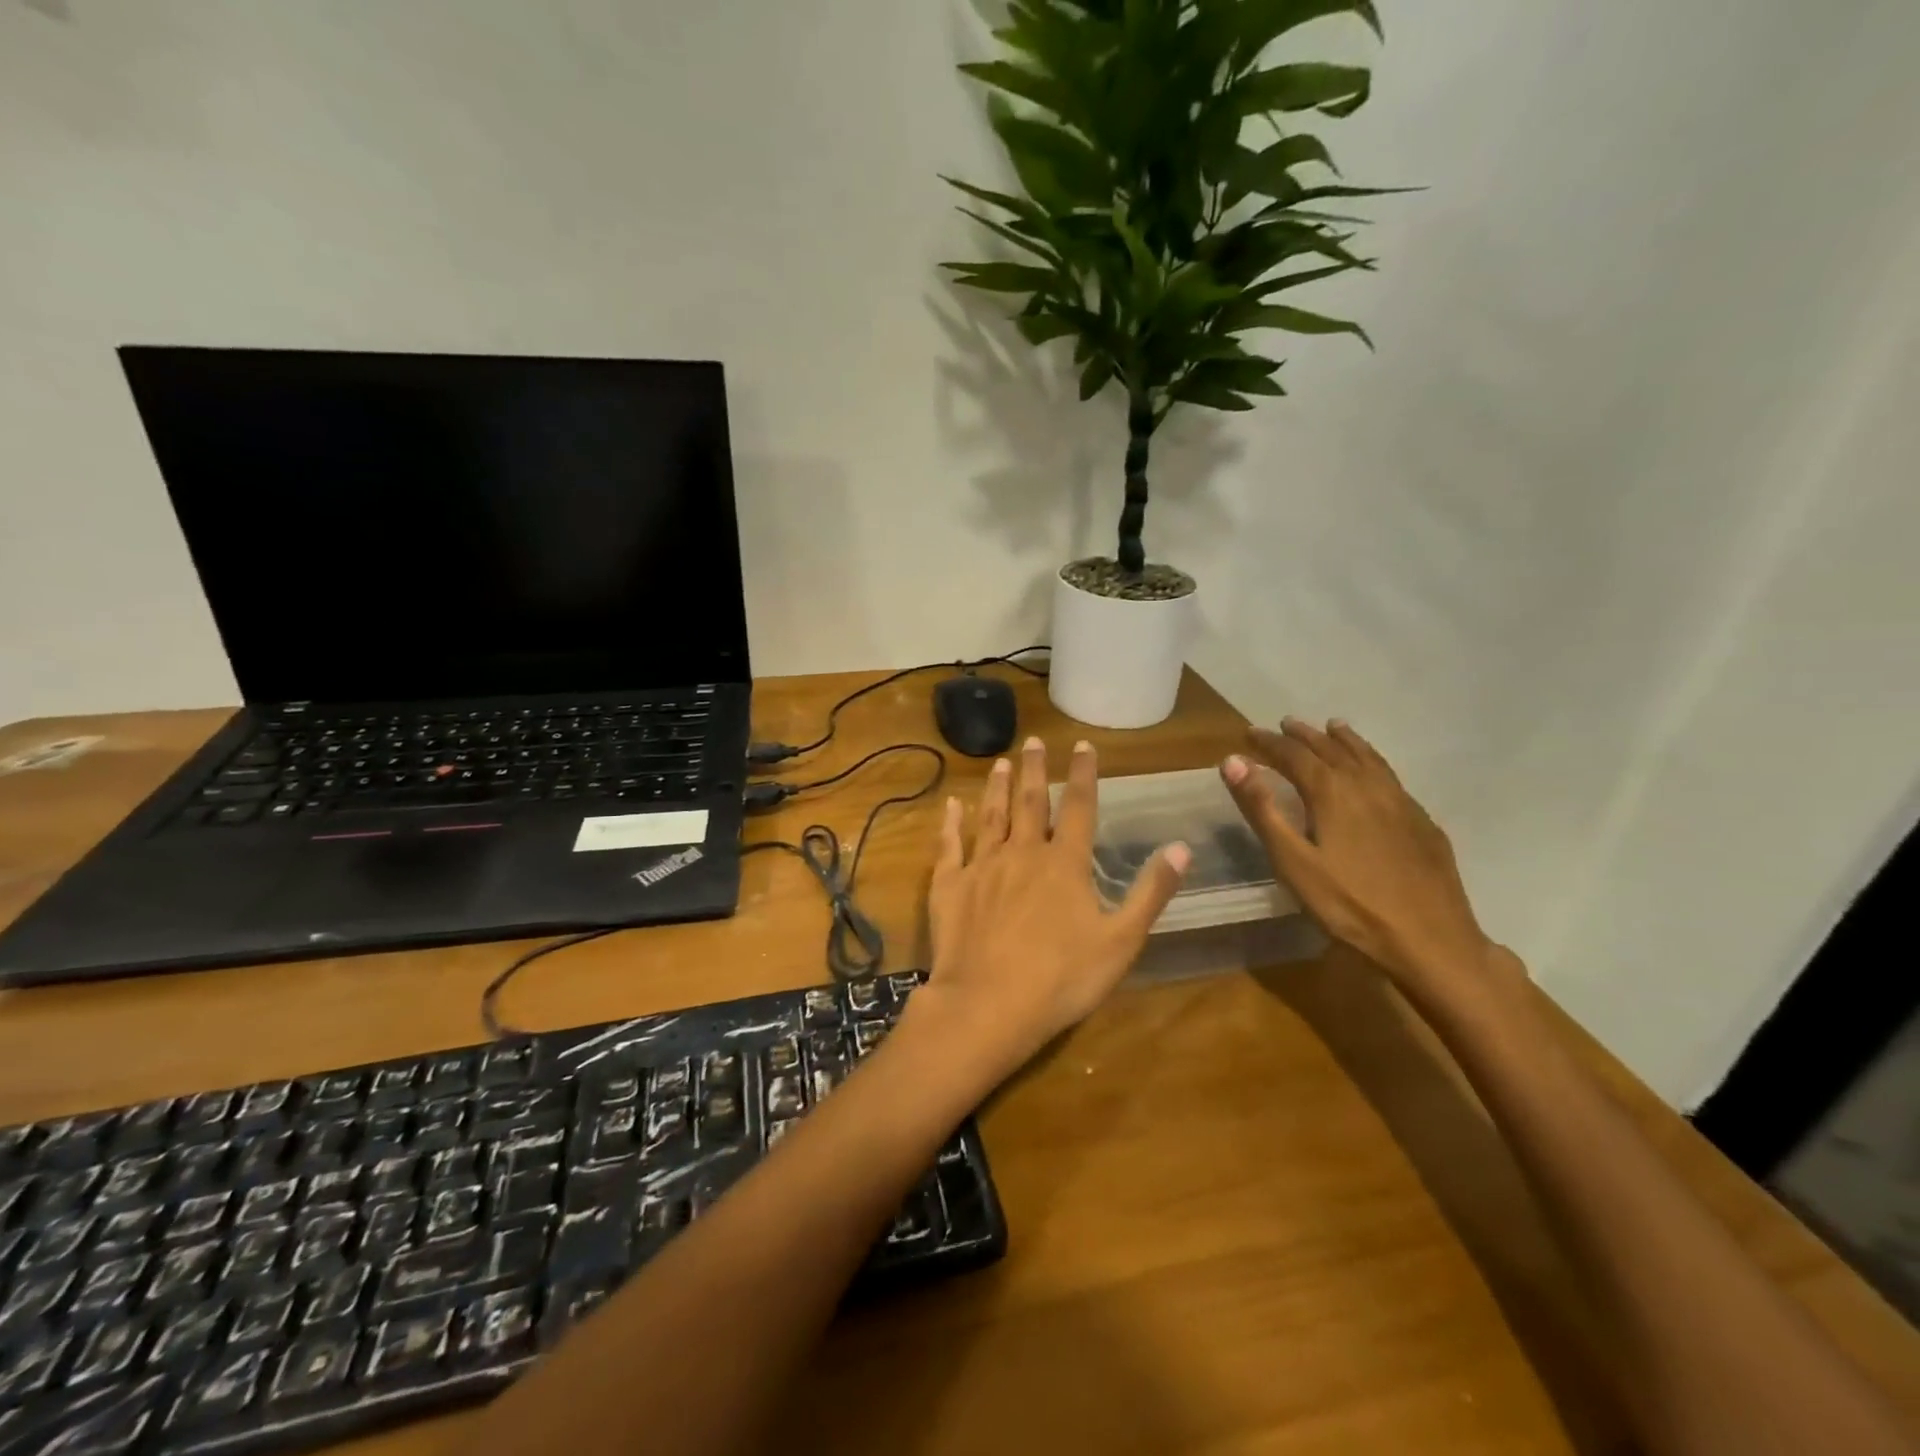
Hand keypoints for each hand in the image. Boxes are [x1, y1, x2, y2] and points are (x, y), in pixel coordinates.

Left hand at [914, 737, 1190, 1080]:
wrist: (988, 1005)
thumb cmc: (1061, 978)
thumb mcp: (1121, 941)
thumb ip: (1150, 892)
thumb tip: (1181, 847)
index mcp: (1064, 863)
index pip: (1078, 806)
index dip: (1082, 773)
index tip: (1082, 745)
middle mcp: (1022, 853)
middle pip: (1030, 802)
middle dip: (1034, 769)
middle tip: (1032, 740)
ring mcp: (982, 866)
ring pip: (991, 816)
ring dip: (997, 787)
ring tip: (1000, 762)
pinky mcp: (950, 886)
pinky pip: (950, 845)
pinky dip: (951, 823)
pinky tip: (952, 805)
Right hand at [1221, 718, 1495, 995]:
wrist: (1431, 941)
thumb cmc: (1350, 905)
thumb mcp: (1293, 861)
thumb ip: (1262, 809)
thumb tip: (1233, 762)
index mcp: (1333, 792)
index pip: (1294, 755)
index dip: (1269, 743)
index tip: (1249, 733)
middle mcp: (1368, 786)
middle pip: (1332, 750)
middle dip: (1305, 736)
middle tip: (1285, 724)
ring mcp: (1401, 802)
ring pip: (1368, 758)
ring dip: (1344, 740)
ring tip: (1333, 728)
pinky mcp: (1422, 822)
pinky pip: (1390, 776)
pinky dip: (1372, 760)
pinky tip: (1373, 773)